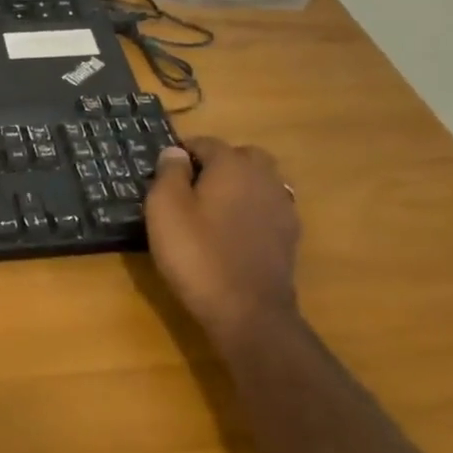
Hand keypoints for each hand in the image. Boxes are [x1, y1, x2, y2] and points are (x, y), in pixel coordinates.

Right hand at [144, 139, 300, 335]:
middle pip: (242, 156)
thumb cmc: (197, 254)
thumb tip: (175, 152)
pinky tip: (233, 231)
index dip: (183, 152)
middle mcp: (264, 178)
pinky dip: (251, 209)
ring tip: (212, 207)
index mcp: (232, 166)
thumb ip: (169, 174)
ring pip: (260, 181)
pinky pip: (268, 207)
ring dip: (239, 185)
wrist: (247, 310)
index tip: (163, 170)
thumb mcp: (165, 210)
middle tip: (191, 185)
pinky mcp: (289, 236)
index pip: (206, 143)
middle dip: (218, 163)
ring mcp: (282, 207)